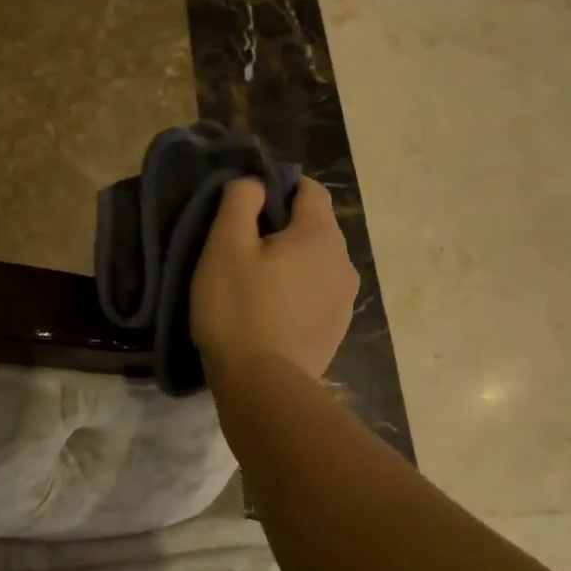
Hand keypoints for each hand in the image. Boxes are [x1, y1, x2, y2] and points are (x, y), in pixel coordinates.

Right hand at [191, 176, 358, 380]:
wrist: (264, 387)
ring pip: (316, 262)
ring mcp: (345, 299)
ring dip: (291, 262)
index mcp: (321, 234)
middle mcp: (344, 261)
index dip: (278, 187)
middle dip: (282, 227)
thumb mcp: (225, 245)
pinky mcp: (337, 329)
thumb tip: (256, 183)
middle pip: (314, 226)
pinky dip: (297, 291)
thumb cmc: (239, 309)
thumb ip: (240, 200)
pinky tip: (269, 312)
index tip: (247, 207)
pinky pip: (317, 293)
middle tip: (242, 249)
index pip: (310, 189)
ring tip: (254, 283)